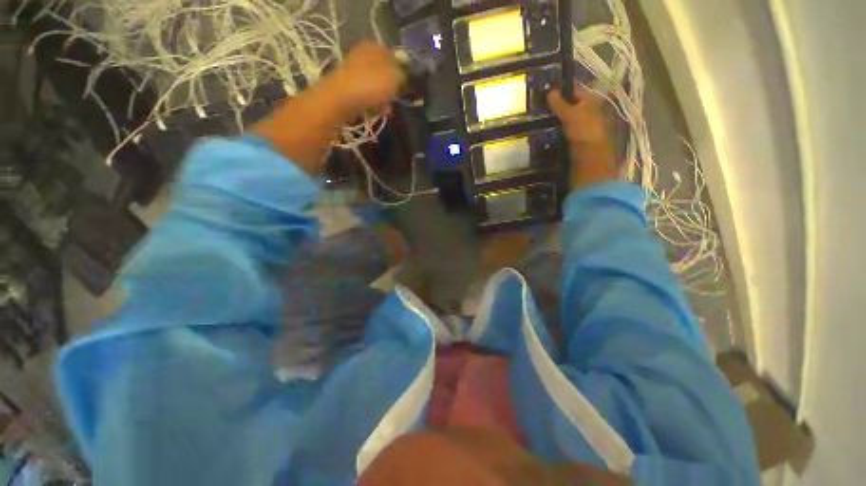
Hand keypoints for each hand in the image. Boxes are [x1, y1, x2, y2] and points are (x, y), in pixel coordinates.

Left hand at [327, 41, 405, 118]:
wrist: (341, 99)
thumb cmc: (370, 85)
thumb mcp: (394, 77)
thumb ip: (403, 74)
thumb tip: (405, 74)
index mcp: (375, 46)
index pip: (395, 55)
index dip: (403, 70)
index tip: (408, 84)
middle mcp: (363, 53)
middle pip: (384, 69)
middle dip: (392, 84)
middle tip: (398, 96)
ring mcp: (354, 69)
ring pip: (376, 83)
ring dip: (383, 95)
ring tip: (389, 107)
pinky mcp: (349, 85)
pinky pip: (367, 93)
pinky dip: (373, 101)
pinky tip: (378, 110)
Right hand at [548, 87, 609, 146]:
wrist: (589, 151)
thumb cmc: (582, 128)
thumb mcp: (569, 114)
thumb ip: (559, 103)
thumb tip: (549, 90)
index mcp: (590, 99)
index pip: (574, 91)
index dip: (561, 92)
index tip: (546, 96)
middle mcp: (588, 108)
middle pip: (570, 105)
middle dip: (557, 107)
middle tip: (542, 109)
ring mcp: (583, 122)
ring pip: (566, 117)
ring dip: (556, 119)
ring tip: (541, 120)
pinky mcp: (577, 134)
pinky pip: (565, 128)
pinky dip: (557, 128)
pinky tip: (547, 130)